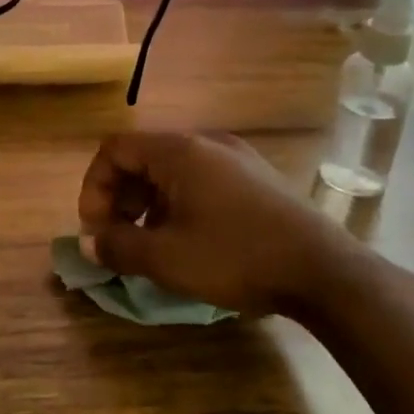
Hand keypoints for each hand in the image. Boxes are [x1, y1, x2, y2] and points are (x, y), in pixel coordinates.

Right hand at [76, 131, 375, 315]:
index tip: (96, 228)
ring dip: (148, 202)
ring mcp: (236, 157)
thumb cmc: (236, 256)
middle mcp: (205, 142)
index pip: (115, 149)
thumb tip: (89, 244)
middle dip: (120, 196)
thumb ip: (119, 247)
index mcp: (178, 151)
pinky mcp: (257, 177)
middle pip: (143, 156)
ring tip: (150, 242)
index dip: (95, 186)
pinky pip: (201, 179)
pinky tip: (189, 239)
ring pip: (173, 169)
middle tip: (117, 237)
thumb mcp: (167, 258)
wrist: (324, 270)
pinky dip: (179, 202)